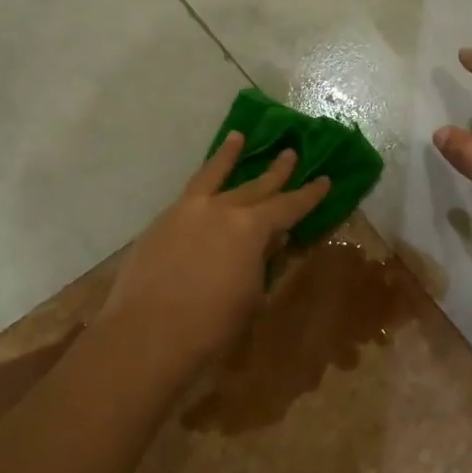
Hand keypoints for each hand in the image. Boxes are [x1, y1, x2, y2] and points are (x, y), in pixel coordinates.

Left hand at [101, 133, 330, 386]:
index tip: (324, 179)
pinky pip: (188, 194)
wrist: (147, 335)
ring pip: (212, 176)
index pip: (288, 205)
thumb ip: (261, 262)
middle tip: (290, 153)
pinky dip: (202, 185)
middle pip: (254, 185)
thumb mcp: (251, 295)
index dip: (309, 194)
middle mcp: (220, 209)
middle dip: (276, 171)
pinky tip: (204, 188)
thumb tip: (268, 242)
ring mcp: (185, 211)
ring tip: (237, 137)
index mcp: (250, 228)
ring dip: (228, 156)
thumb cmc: (212, 325)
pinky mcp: (160, 223)